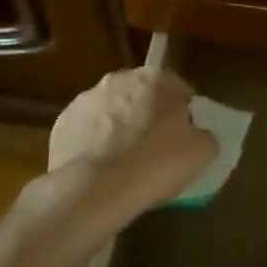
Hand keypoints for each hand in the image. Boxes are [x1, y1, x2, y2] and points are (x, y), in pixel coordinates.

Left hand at [47, 67, 216, 219]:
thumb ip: (204, 136)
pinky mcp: (63, 123)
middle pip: (141, 96)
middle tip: (156, 148)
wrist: (97, 188)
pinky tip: (102, 169)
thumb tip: (197, 135)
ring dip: (119, 128)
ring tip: (126, 162)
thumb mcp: (201, 152)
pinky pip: (87, 131)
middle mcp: (118, 79)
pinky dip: (94, 144)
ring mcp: (85, 99)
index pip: (178, 88)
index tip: (185, 135)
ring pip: (111, 111)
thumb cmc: (156, 163)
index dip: (184, 112)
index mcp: (155, 78)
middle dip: (148, 115)